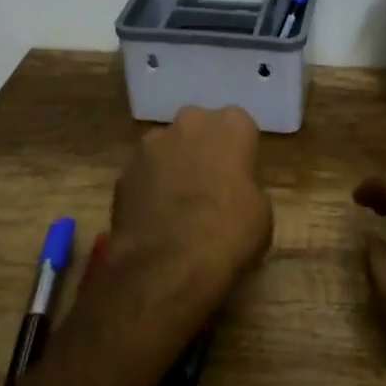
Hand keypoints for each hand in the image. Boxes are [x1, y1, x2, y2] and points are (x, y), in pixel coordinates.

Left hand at [107, 105, 272, 319]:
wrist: (168, 264)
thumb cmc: (229, 233)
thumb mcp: (262, 212)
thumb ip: (247, 187)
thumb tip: (234, 191)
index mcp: (233, 125)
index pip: (240, 128)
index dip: (239, 153)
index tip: (240, 177)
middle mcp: (191, 121)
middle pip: (200, 129)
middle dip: (203, 149)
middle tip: (209, 186)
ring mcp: (152, 142)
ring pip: (168, 147)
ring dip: (173, 166)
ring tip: (177, 204)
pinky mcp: (124, 168)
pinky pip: (143, 172)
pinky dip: (148, 187)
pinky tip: (154, 217)